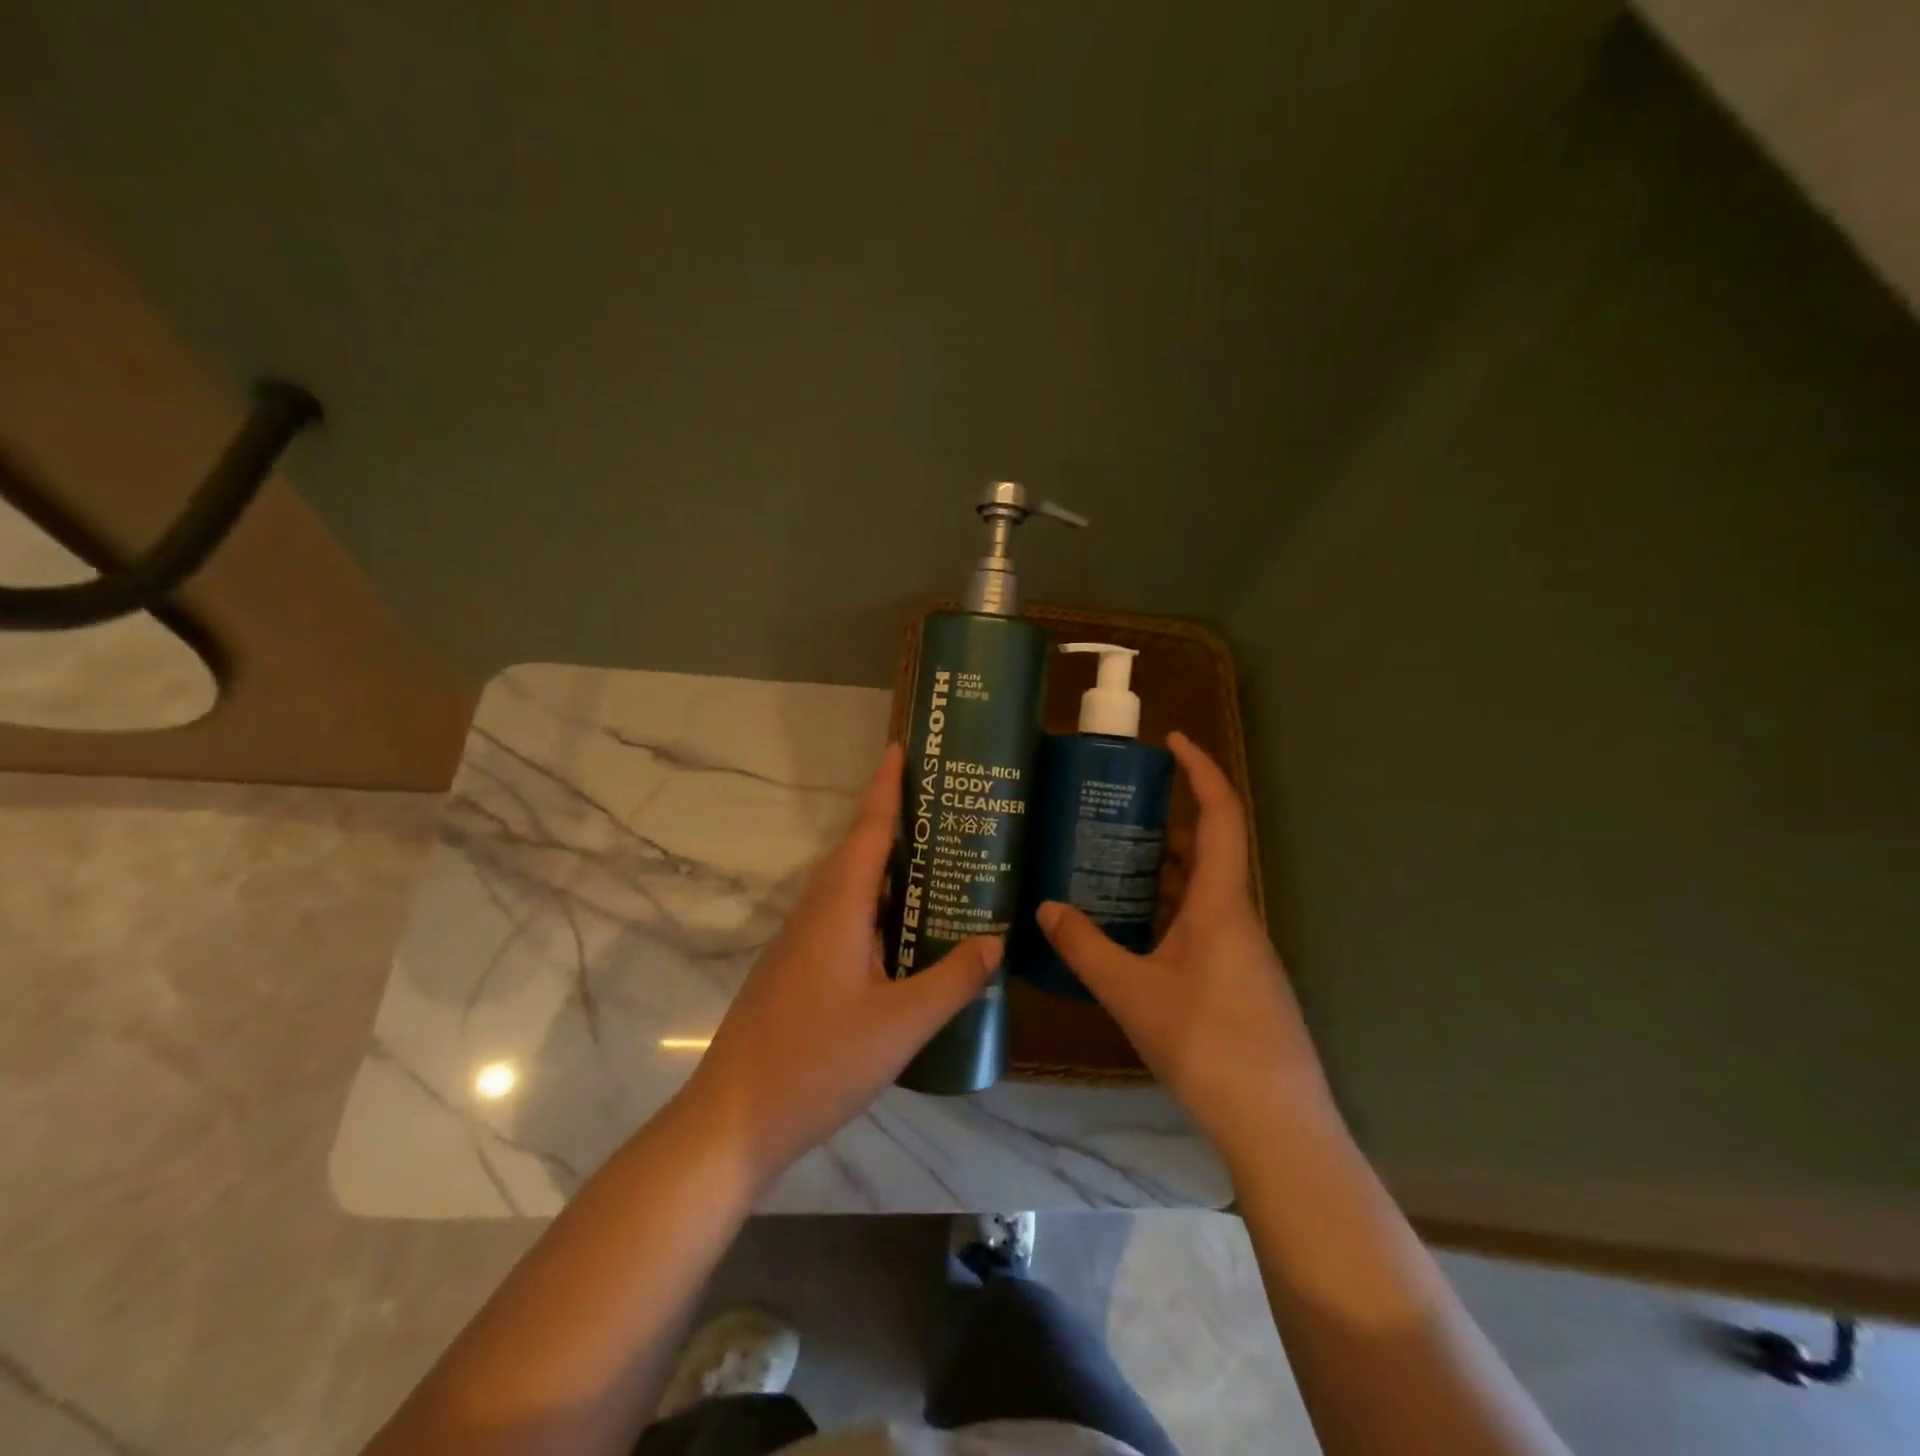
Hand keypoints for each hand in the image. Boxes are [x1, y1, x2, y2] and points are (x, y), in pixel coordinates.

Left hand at [678, 743, 999, 1182]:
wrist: (733, 1120)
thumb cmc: (817, 1063)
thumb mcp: (900, 1025)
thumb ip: (952, 980)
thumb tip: (995, 940)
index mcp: (837, 908)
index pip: (868, 830)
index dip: (887, 787)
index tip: (903, 748)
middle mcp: (815, 912)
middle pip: (858, 851)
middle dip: (897, 822)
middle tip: (946, 808)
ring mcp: (801, 942)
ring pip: (850, 887)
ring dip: (888, 867)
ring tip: (937, 861)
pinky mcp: (797, 969)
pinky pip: (843, 918)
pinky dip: (877, 906)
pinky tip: (904, 931)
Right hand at [1037, 732, 1336, 1162]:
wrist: (1275, 1124)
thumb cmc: (1207, 1044)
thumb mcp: (1132, 992)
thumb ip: (1086, 947)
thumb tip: (1044, 908)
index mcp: (1221, 903)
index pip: (1220, 815)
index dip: (1200, 770)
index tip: (1171, 741)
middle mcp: (1237, 916)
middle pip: (1209, 848)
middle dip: (1168, 819)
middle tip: (1115, 808)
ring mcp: (1241, 950)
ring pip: (1203, 889)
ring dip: (1165, 866)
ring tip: (1111, 858)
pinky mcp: (1238, 978)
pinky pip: (1201, 921)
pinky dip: (1168, 906)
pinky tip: (1130, 926)